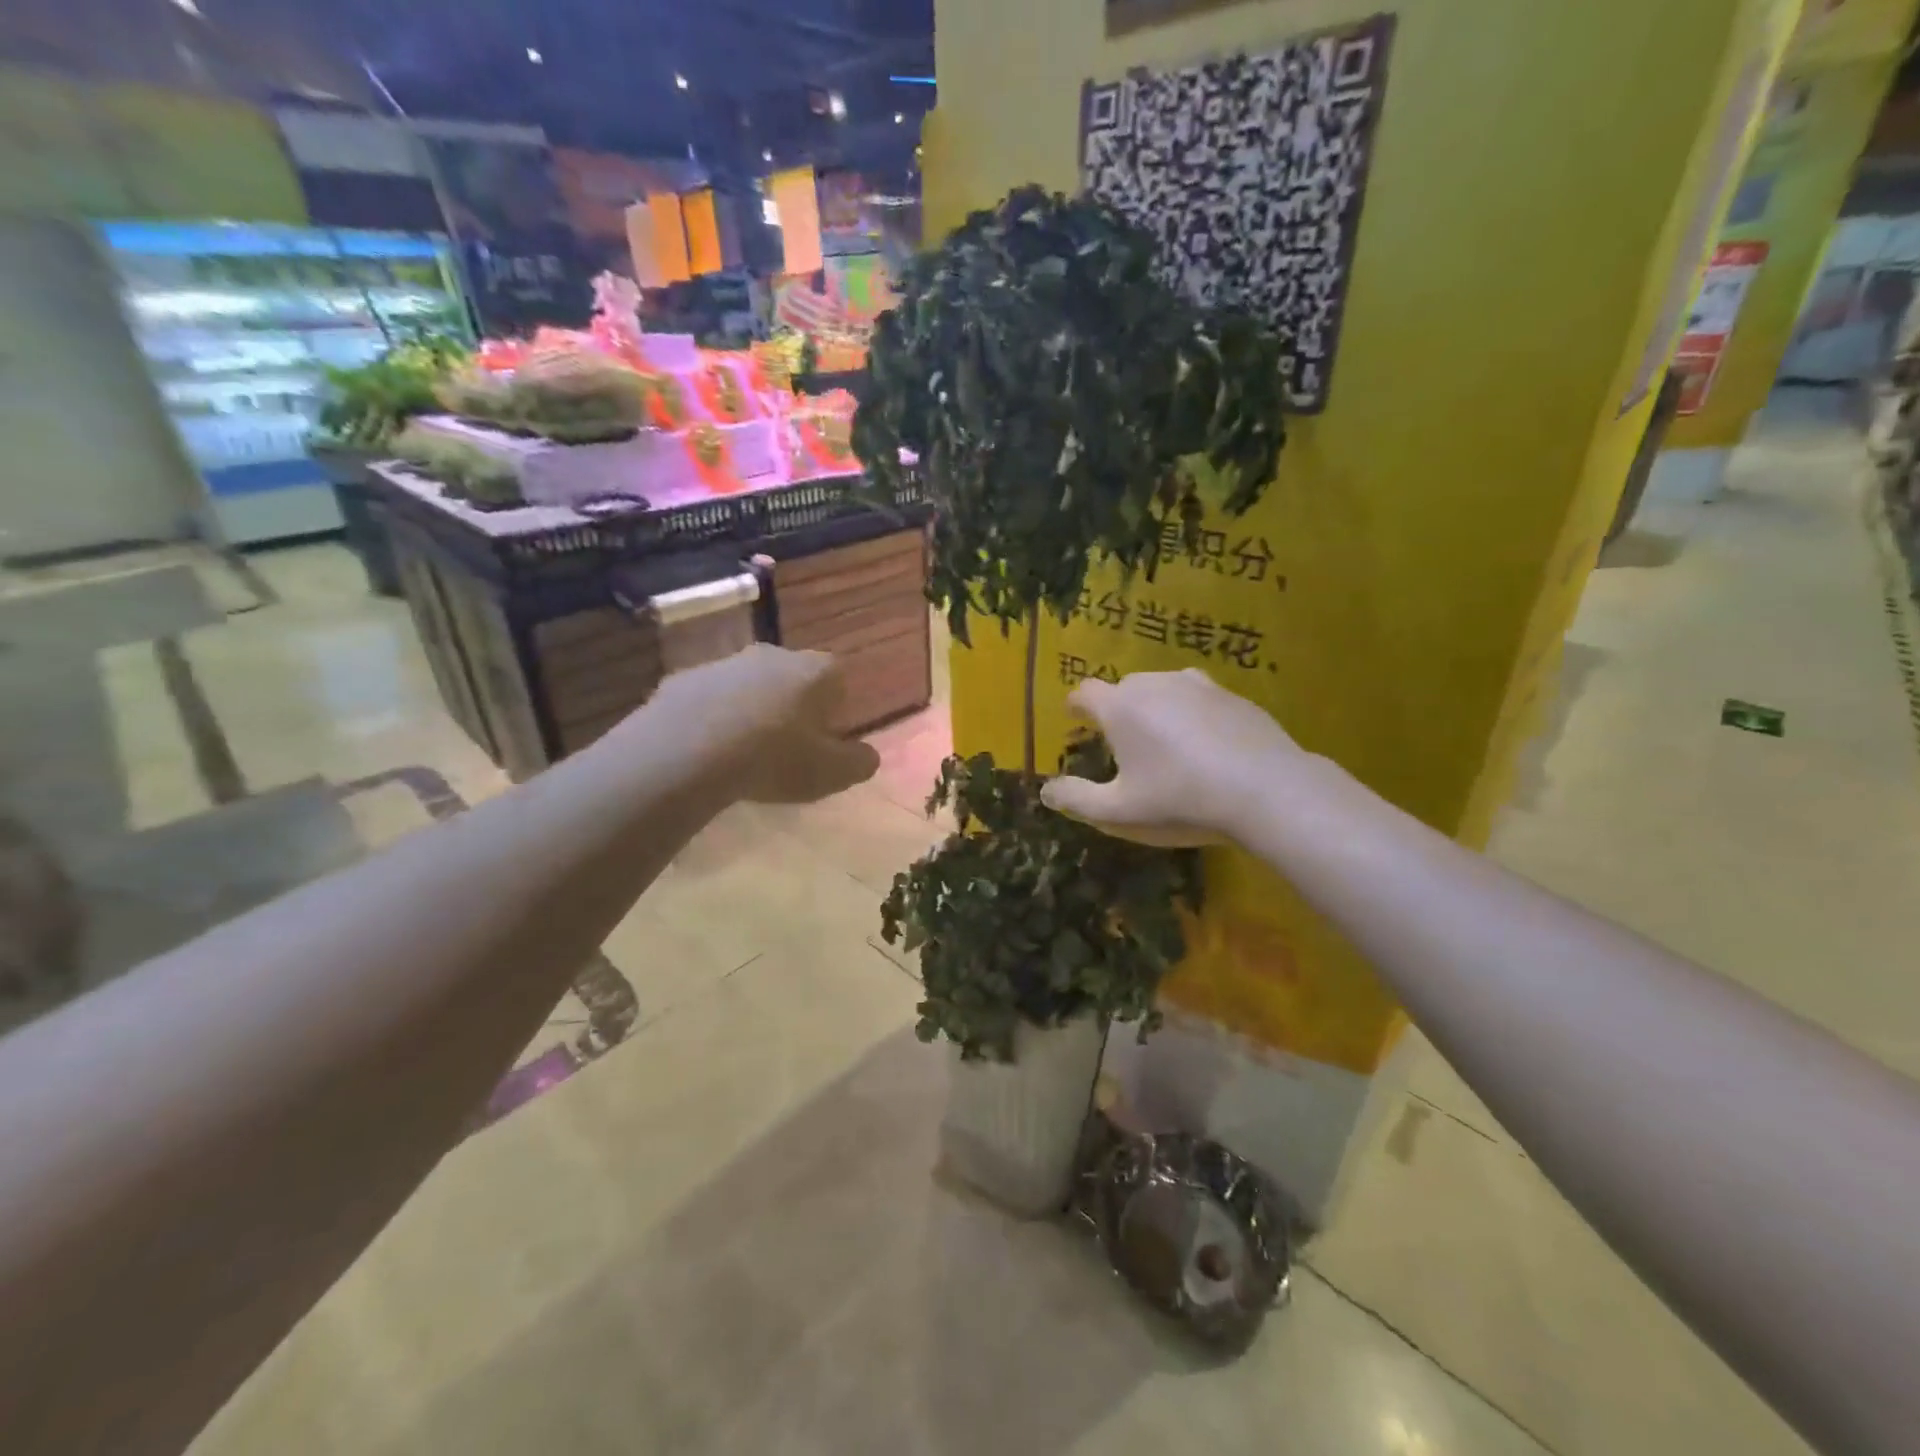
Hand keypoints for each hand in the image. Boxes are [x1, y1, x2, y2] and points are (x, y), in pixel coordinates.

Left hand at [646, 645, 880, 804]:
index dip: (834, 709)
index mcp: (815, 670)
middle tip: (786, 748)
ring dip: (751, 710)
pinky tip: (706, 751)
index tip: (824, 739)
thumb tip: (868, 756)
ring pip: (749, 685)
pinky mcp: (684, 678)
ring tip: (743, 753)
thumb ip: (859, 763)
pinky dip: (712, 718)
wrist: (686, 752)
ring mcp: (725, 662)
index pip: (838, 678)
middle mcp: (773, 654)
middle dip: (792, 706)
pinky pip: (709, 699)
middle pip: (792, 678)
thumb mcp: (831, 773)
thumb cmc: (774, 759)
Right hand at [1040, 668, 1304, 846]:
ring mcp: (1199, 685)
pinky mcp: (1234, 696)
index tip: (1075, 719)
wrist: (1266, 790)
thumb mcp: (1118, 812)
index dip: (1076, 706)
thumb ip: (1077, 799)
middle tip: (1122, 743)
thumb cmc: (1180, 800)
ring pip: (1164, 689)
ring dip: (1156, 708)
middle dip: (1117, 710)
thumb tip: (1046, 791)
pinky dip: (1193, 715)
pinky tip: (1206, 747)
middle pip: (1124, 688)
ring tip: (1164, 741)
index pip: (1085, 692)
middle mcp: (1156, 684)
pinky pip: (1200, 699)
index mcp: (1121, 707)